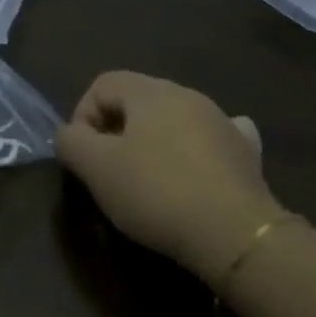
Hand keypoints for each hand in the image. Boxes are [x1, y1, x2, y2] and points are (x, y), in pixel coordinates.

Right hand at [56, 71, 286, 289]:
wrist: (235, 232)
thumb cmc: (157, 193)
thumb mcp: (96, 168)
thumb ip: (71, 142)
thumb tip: (70, 134)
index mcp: (151, 92)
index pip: (102, 84)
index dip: (82, 116)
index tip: (83, 156)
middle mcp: (188, 95)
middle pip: (137, 100)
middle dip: (115, 130)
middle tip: (109, 172)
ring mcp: (221, 121)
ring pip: (173, 120)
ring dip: (152, 142)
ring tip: (147, 181)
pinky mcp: (245, 151)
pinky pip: (210, 139)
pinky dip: (194, 150)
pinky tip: (194, 172)